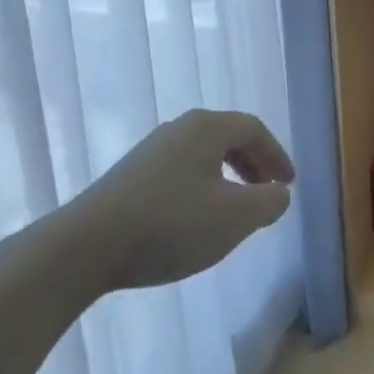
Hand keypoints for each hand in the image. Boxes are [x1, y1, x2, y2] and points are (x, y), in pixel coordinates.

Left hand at [78, 109, 295, 290]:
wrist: (85, 246)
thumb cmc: (170, 224)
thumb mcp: (234, 217)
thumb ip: (268, 202)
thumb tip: (279, 192)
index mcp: (207, 127)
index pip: (254, 129)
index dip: (276, 155)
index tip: (288, 184)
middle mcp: (179, 128)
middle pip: (228, 137)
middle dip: (253, 165)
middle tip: (267, 194)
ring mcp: (151, 151)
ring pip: (203, 156)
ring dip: (227, 178)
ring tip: (235, 211)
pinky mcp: (130, 176)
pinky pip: (180, 172)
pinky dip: (201, 188)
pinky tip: (195, 221)